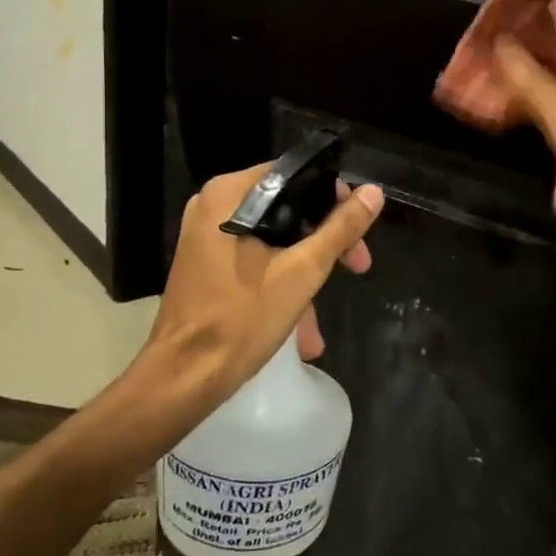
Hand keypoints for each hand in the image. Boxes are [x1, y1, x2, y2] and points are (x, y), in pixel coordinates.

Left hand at [144, 165, 384, 404]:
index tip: (359, 232)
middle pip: (287, 208)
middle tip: (357, 266)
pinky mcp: (207, 265)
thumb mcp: (302, 271)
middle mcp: (214, 206)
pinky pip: (256, 260)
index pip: (296, 176)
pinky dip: (280, 284)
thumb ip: (340, 228)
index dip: (335, 199)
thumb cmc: (241, 319)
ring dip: (305, 274)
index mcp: (229, 195)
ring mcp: (207, 237)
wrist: (182, 379)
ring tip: (319, 324)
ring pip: (274, 239)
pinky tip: (300, 331)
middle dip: (325, 242)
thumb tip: (374, 192)